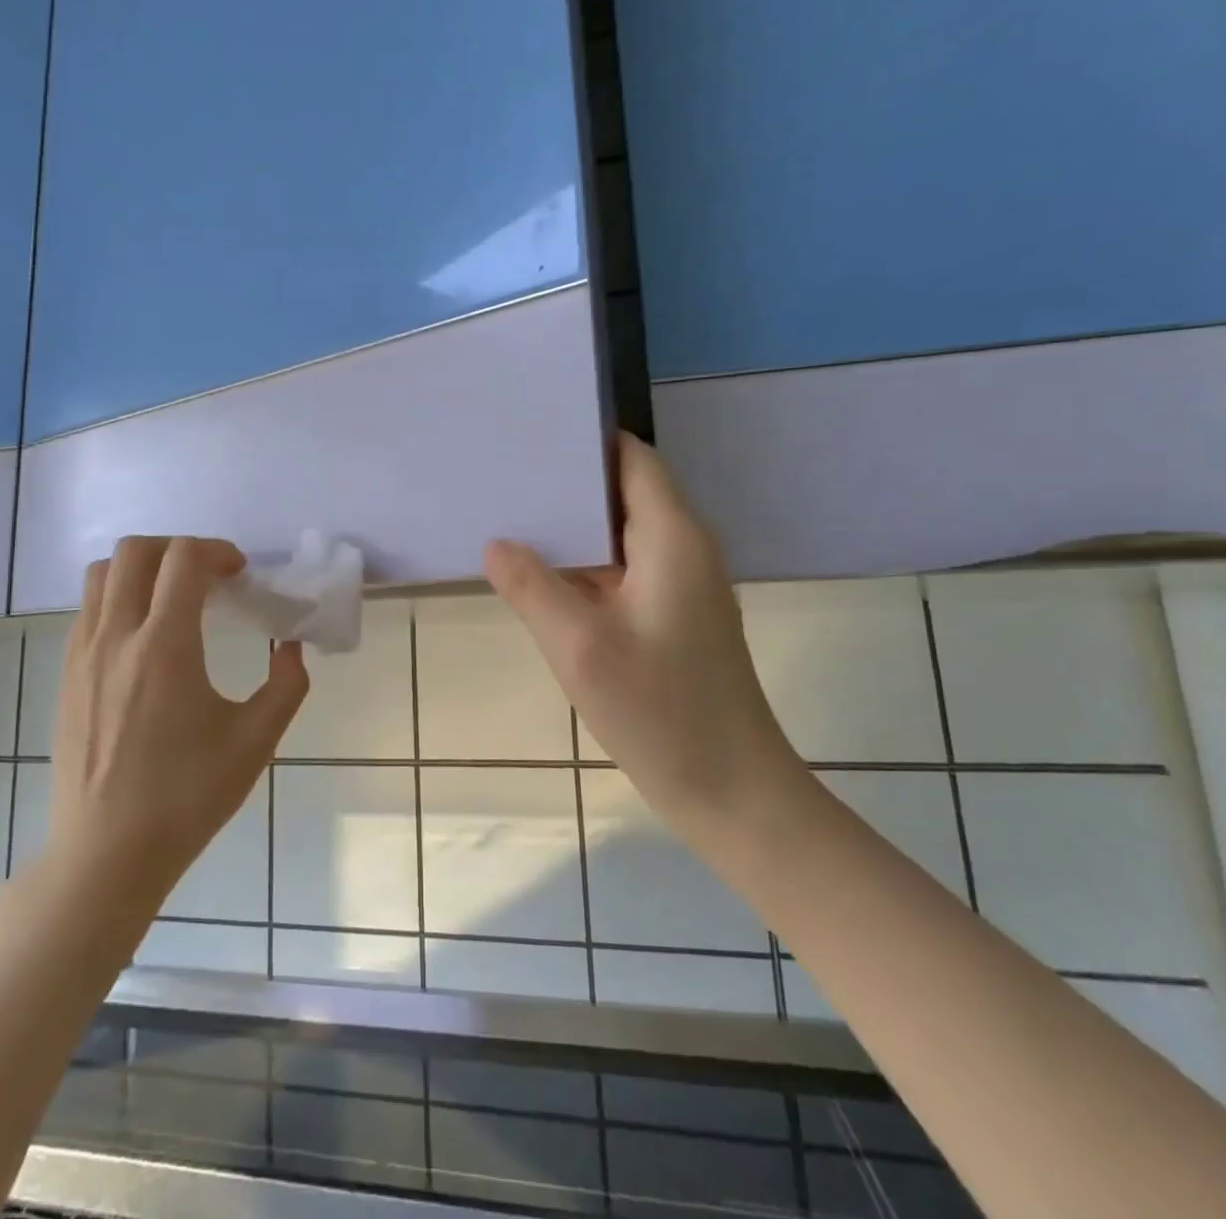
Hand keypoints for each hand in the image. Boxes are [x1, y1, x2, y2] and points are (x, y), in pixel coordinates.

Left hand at [42, 536, 308, 911]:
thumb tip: (291, 646)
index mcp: (165, 646)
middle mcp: (116, 637)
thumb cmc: (186, 797)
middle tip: (208, 578)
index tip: (240, 573)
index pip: (183, 558)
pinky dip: (118, 597)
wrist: (106, 854)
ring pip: (101, 574)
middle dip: (178, 548)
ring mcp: (82, 654)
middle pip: (135, 551)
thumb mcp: (255, 742)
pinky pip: (87, 609)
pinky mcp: (66, 675)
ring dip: (142, 568)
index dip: (217, 551)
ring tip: (172, 598)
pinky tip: (144, 637)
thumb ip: (286, 685)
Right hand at [484, 433, 804, 839]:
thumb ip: (531, 586)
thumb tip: (495, 543)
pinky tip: (539, 574)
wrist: (729, 791)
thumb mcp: (579, 645)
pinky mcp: (671, 617)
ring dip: (572, 527)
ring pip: (620, 535)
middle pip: (624, 492)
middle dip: (568, 482)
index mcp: (672, 537)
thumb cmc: (660, 711)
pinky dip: (584, 565)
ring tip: (510, 515)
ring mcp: (679, 586)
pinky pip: (623, 571)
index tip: (531, 434)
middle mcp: (683, 549)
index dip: (585, 440)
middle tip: (505, 474)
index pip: (632, 459)